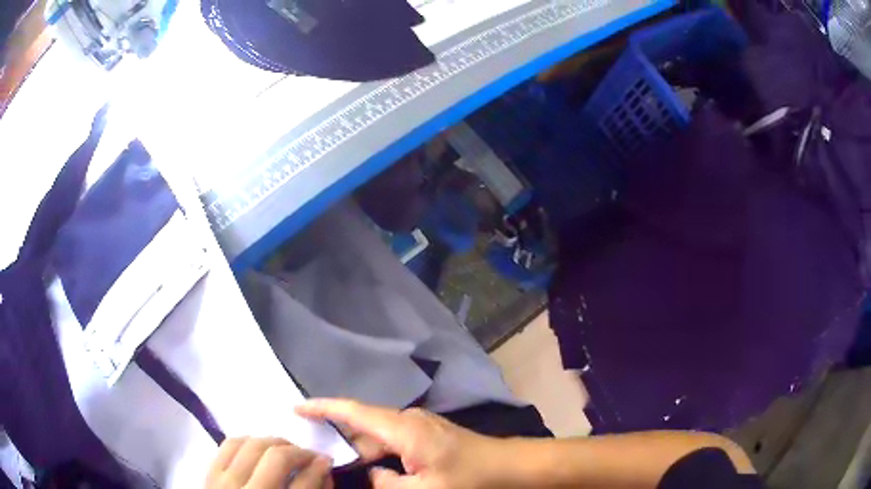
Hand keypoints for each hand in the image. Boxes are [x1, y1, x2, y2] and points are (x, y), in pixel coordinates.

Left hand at [206, 437, 331, 488]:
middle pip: (276, 457)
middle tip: (308, 456)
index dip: (320, 468)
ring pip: (250, 444)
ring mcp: (223, 482)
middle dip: (298, 452)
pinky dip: (248, 441)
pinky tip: (259, 449)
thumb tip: (322, 469)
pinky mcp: (209, 473)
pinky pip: (229, 444)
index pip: (303, 483)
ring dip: (273, 443)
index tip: (326, 460)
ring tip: (284, 451)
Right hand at [296, 399, 506, 488]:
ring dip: (361, 449)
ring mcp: (419, 425)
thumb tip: (372, 472)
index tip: (297, 407)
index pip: (353, 411)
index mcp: (403, 429)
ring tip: (339, 462)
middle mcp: (407, 420)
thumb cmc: (468, 479)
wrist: (507, 466)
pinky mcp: (426, 434)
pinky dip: (378, 452)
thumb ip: (387, 484)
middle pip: (363, 425)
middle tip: (315, 451)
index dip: (323, 407)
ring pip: (378, 435)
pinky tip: (373, 466)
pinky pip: (392, 440)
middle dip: (339, 437)